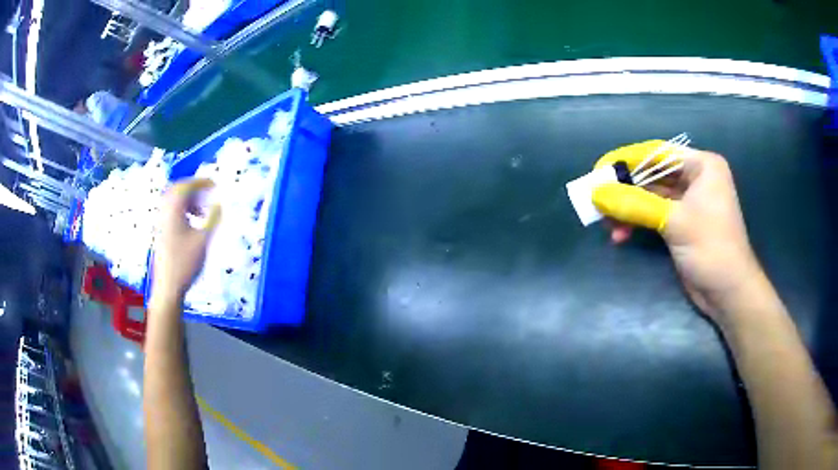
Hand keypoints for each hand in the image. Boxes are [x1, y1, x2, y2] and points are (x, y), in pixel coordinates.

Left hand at [151, 179, 220, 305]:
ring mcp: (161, 223)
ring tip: (202, 211)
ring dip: (188, 201)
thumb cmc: (185, 263)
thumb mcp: (203, 240)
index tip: (214, 185)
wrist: (168, 287)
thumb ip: (212, 219)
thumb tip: (219, 204)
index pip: (185, 186)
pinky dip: (183, 211)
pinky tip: (193, 223)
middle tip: (207, 194)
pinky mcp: (161, 233)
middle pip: (177, 191)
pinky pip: (171, 212)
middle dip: (193, 189)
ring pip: (173, 202)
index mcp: (173, 211)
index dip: (200, 182)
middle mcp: (164, 213)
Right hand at [592, 142, 762, 324]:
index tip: (599, 170)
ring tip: (608, 224)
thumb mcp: (674, 222)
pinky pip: (654, 214)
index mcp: (702, 165)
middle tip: (599, 200)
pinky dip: (637, 223)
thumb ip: (636, 204)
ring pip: (650, 197)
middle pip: (653, 174)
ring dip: (629, 209)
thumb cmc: (711, 248)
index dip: (626, 159)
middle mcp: (696, 178)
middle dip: (626, 189)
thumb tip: (597, 194)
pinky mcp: (682, 224)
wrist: (729, 294)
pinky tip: (621, 235)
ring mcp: (689, 202)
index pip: (658, 153)